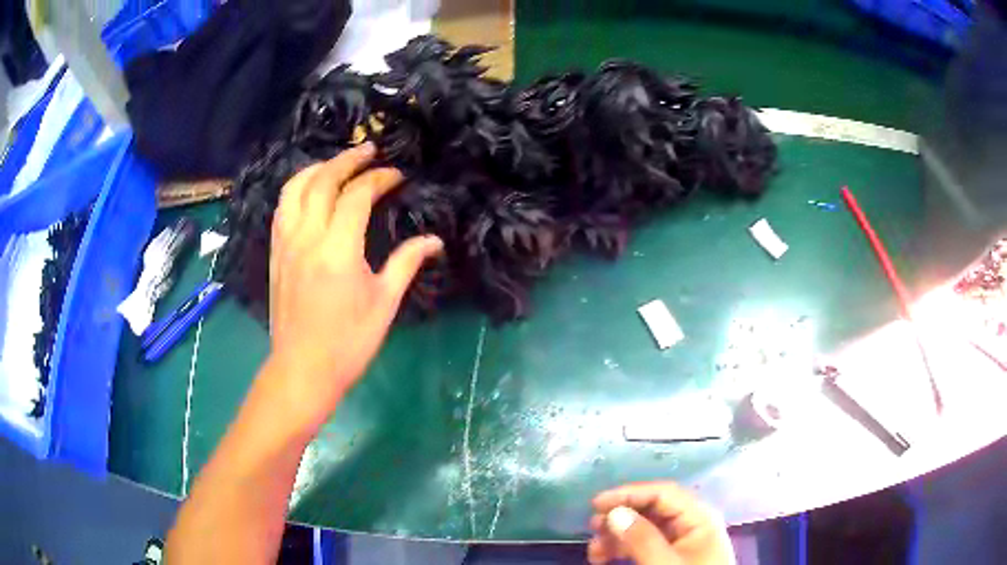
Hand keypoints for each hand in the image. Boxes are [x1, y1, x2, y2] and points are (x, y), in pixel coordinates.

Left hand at [265, 142, 442, 428]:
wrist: (302, 369)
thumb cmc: (348, 342)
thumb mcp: (384, 303)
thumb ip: (406, 263)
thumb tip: (434, 240)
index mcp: (338, 250)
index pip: (357, 196)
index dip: (379, 179)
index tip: (397, 176)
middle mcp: (307, 237)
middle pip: (323, 181)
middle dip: (348, 160)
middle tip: (369, 150)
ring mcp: (286, 243)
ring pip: (295, 188)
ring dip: (317, 168)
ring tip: (337, 163)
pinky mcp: (275, 253)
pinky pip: (282, 207)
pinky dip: (297, 189)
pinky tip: (310, 190)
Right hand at [588, 482, 734, 564]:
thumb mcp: (664, 564)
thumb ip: (642, 538)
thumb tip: (615, 512)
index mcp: (699, 517)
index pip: (662, 493)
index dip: (628, 493)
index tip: (595, 504)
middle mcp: (692, 523)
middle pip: (652, 509)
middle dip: (620, 517)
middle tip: (592, 529)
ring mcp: (683, 540)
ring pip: (646, 527)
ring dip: (618, 535)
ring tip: (595, 550)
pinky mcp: (674, 555)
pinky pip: (646, 543)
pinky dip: (624, 548)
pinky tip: (606, 557)